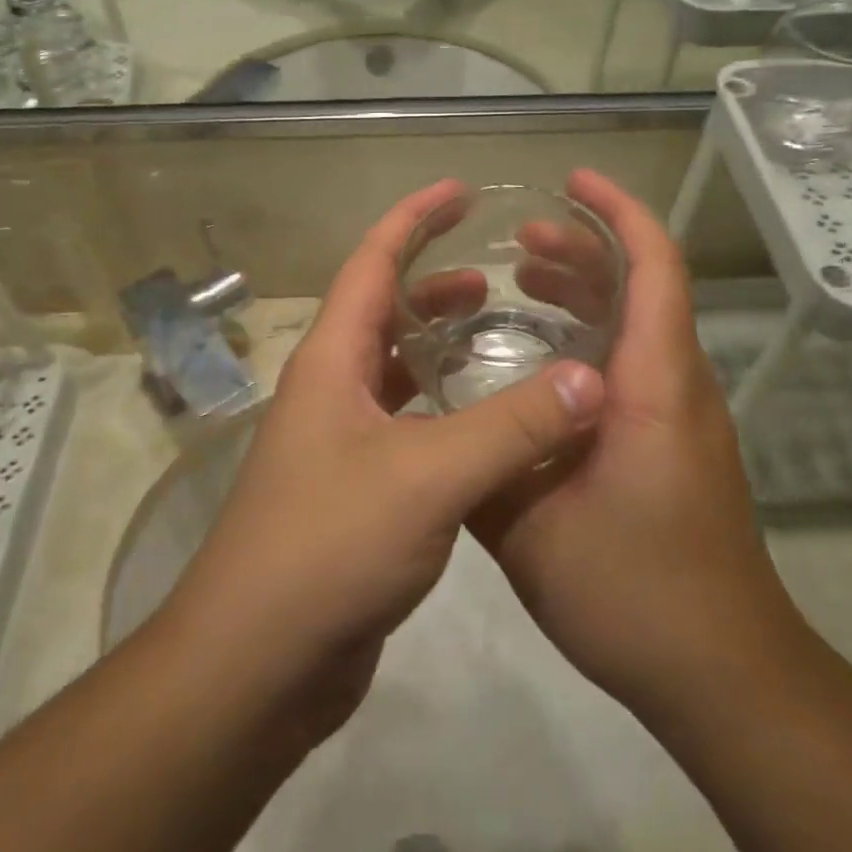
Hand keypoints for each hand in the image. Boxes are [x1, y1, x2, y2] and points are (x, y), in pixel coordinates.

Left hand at [161, 180, 606, 735]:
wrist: (260, 661)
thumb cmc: (330, 548)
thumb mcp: (428, 476)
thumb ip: (511, 427)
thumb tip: (591, 380)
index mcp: (330, 363)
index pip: (371, 264)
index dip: (413, 219)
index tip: (459, 190)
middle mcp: (328, 392)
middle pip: (379, 313)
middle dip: (431, 285)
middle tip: (493, 275)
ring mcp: (337, 445)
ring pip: (391, 373)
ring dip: (436, 348)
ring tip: (493, 336)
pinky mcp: (353, 493)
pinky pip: (402, 427)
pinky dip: (440, 409)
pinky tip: (480, 424)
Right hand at [470, 170, 803, 721]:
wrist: (722, 672)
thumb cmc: (633, 592)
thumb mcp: (530, 532)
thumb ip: (481, 467)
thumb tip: (434, 425)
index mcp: (655, 387)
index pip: (654, 270)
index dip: (617, 214)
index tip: (572, 182)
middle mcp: (679, 388)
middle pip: (647, 288)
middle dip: (587, 250)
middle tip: (519, 241)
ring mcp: (683, 419)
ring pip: (641, 328)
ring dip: (590, 295)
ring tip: (523, 284)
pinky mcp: (676, 446)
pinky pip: (637, 366)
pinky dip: (594, 340)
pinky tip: (543, 364)